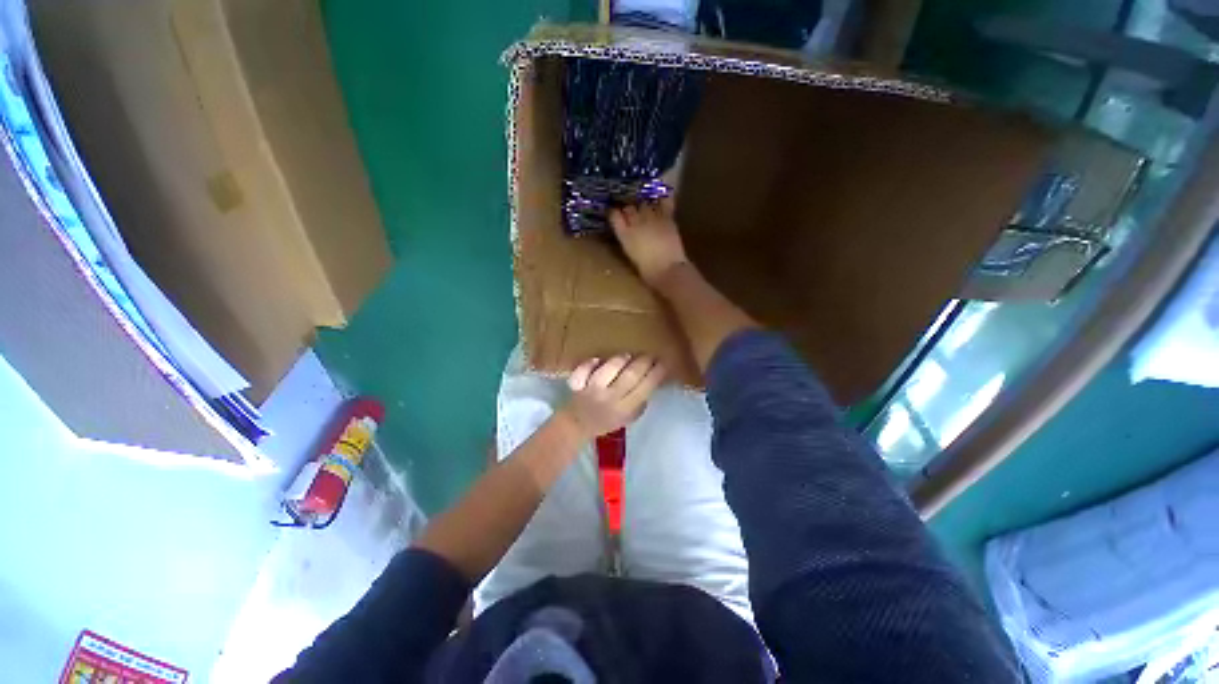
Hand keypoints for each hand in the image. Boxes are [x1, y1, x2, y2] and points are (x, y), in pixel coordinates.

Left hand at [560, 355, 665, 438]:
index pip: (644, 388)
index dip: (656, 374)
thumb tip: (652, 383)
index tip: (664, 363)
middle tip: (651, 355)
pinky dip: (590, 364)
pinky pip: (584, 371)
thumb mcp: (627, 419)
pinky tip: (597, 360)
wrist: (578, 425)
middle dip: (643, 363)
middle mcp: (610, 397)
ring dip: (621, 360)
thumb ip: (639, 405)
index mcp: (624, 409)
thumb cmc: (606, 421)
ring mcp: (592, 389)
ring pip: (609, 369)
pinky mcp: (578, 383)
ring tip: (629, 355)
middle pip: (630, 376)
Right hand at [609, 198, 689, 286]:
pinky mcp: (667, 218)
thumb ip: (629, 242)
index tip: (614, 212)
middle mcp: (636, 223)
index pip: (614, 216)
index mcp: (625, 235)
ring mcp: (652, 218)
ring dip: (644, 204)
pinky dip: (662, 199)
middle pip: (629, 207)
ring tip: (645, 206)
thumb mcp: (632, 255)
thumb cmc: (648, 271)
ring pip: (645, 203)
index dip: (613, 212)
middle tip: (631, 211)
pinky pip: (664, 203)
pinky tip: (661, 198)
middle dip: (629, 208)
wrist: (668, 270)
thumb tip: (629, 235)